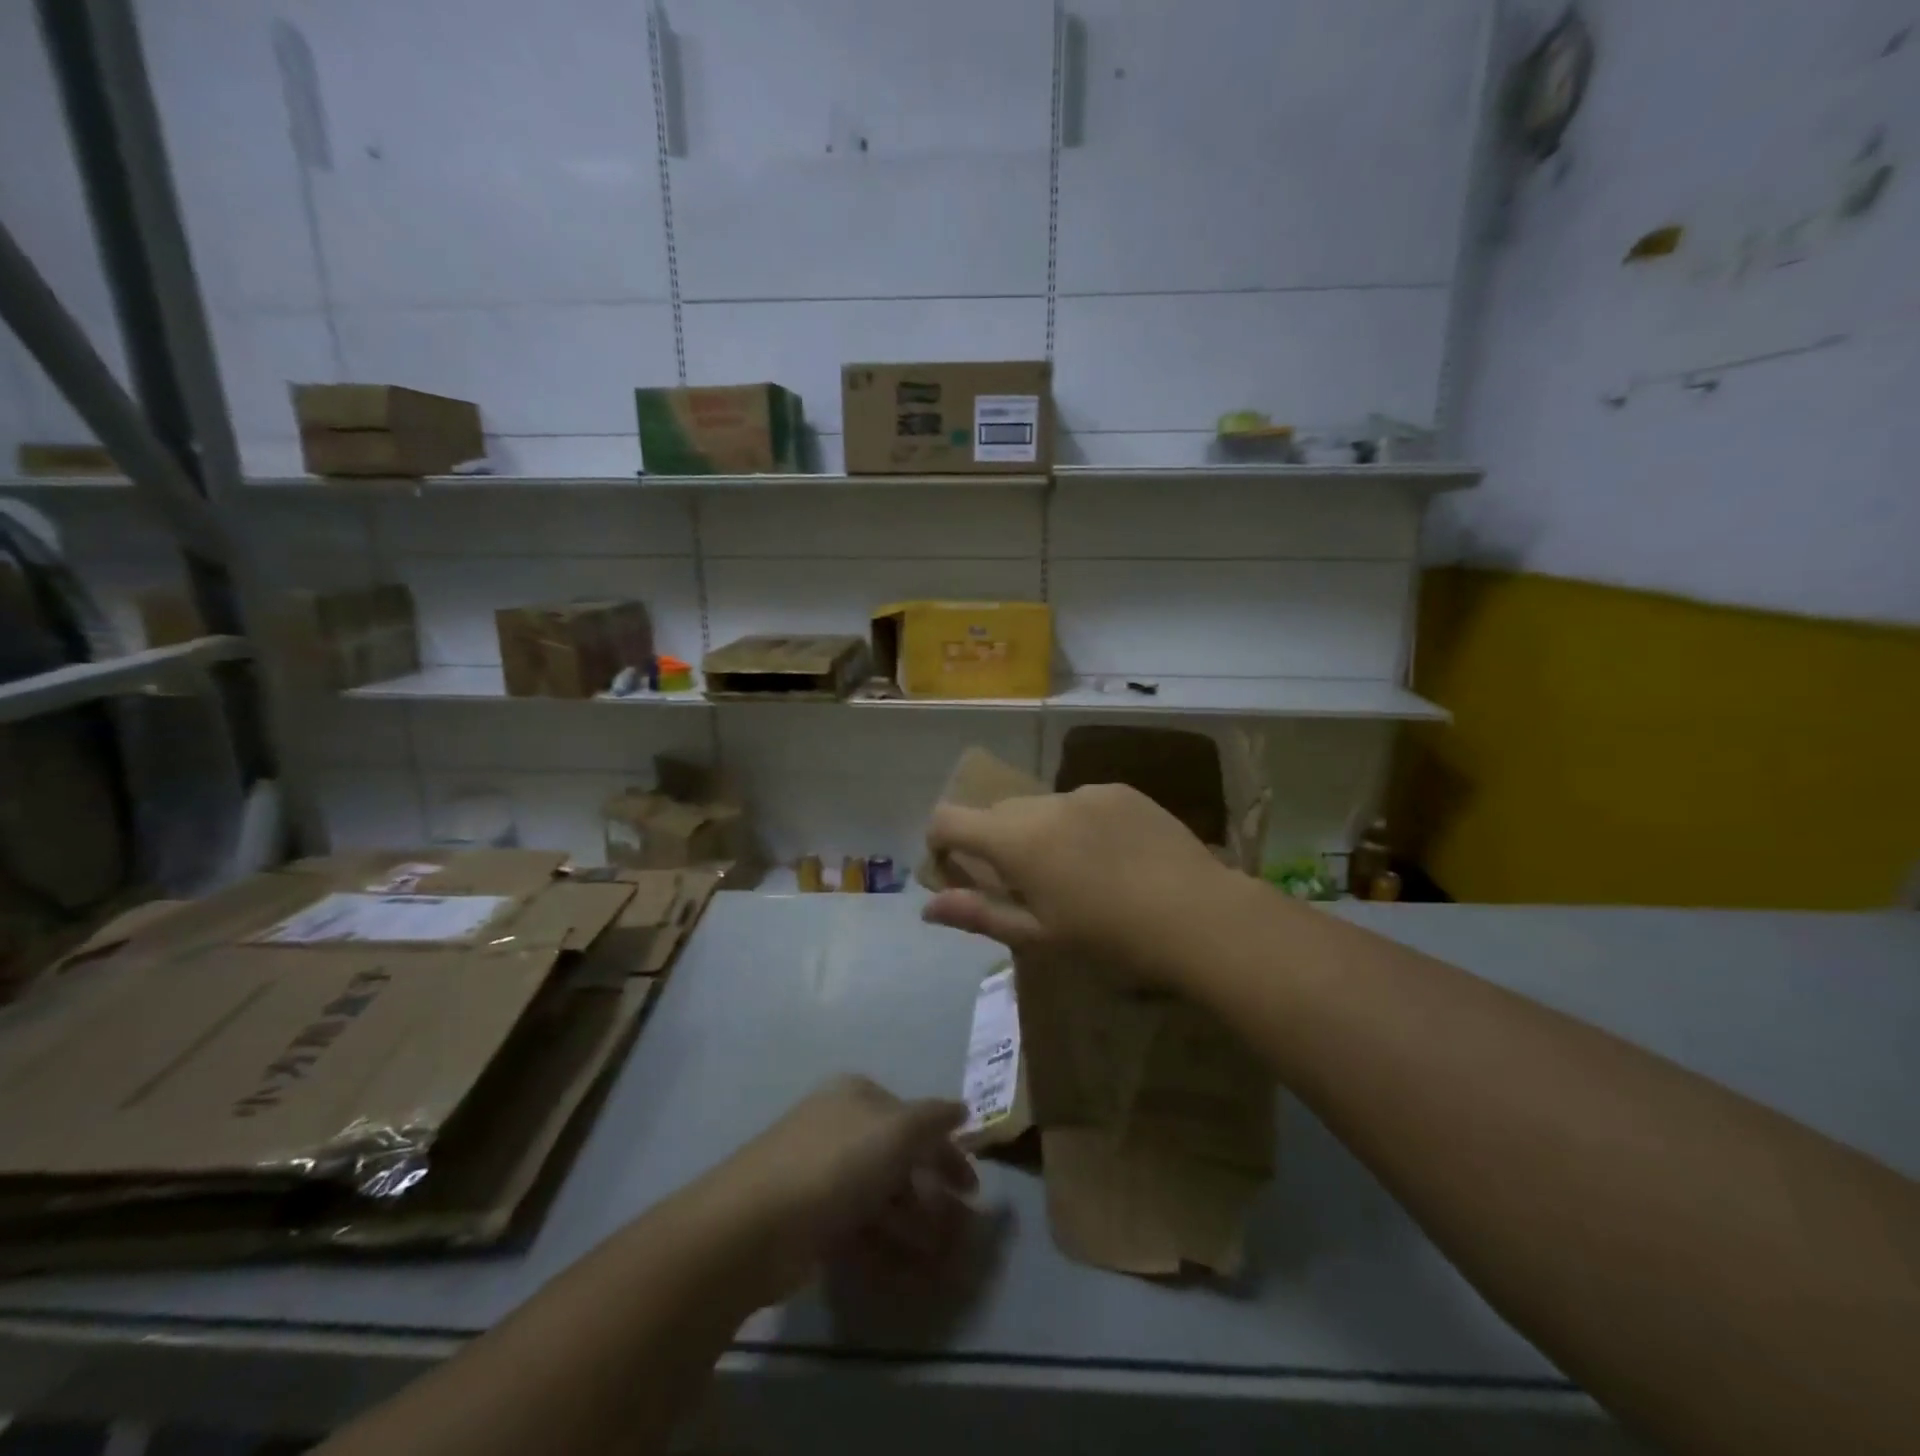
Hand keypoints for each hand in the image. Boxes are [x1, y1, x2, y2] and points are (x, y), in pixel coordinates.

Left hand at [695, 1075, 976, 1308]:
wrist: (753, 1226)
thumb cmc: (834, 1164)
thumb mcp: (896, 1131)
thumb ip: (933, 1119)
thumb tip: (962, 1108)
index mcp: (857, 1096)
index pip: (914, 1118)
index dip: (946, 1150)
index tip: (973, 1188)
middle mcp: (840, 1128)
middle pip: (898, 1159)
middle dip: (932, 1194)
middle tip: (960, 1229)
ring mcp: (823, 1175)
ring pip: (881, 1198)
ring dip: (915, 1226)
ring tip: (941, 1259)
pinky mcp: (810, 1221)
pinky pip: (860, 1230)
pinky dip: (887, 1248)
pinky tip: (911, 1273)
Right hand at [921, 783, 1232, 981]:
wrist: (1199, 916)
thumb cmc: (1111, 939)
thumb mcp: (1040, 936)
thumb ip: (980, 914)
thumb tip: (928, 907)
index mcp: (1017, 840)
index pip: (949, 819)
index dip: (940, 840)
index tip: (954, 868)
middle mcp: (1045, 804)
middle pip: (997, 812)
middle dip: (994, 842)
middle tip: (1024, 885)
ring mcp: (1087, 792)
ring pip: (1041, 806)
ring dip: (1039, 832)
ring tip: (1077, 873)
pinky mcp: (1122, 790)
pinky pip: (1081, 802)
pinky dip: (1078, 823)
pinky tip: (1113, 858)